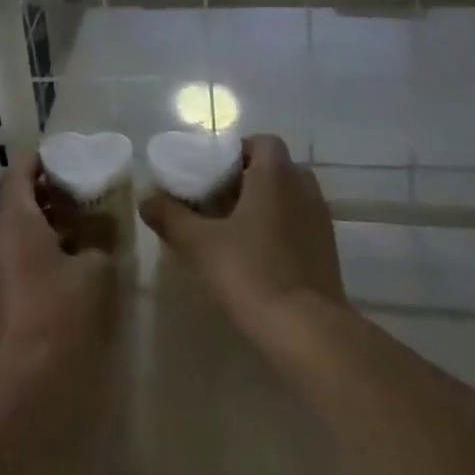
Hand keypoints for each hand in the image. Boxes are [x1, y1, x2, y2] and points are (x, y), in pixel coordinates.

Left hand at [0, 148, 117, 407]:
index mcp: (16, 222)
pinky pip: (27, 257)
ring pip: (23, 232)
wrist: (28, 383)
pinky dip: (48, 248)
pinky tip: (78, 256)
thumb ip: (99, 244)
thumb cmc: (59, 312)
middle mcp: (1, 241)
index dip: (37, 158)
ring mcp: (2, 272)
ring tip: (85, 215)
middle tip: (80, 181)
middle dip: (47, 189)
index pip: (18, 174)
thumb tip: (100, 236)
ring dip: (49, 221)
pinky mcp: (10, 300)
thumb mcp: (94, 270)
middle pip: (18, 202)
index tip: (62, 150)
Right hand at [140, 133, 344, 353]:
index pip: (263, 142)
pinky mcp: (328, 252)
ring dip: (265, 204)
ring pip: (289, 197)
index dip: (238, 150)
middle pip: (276, 168)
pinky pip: (300, 223)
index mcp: (276, 176)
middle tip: (217, 199)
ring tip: (233, 228)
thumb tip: (146, 198)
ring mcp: (320, 221)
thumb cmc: (253, 273)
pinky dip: (280, 228)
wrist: (309, 332)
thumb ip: (171, 217)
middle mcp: (303, 189)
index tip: (212, 172)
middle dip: (248, 178)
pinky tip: (256, 255)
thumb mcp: (200, 244)